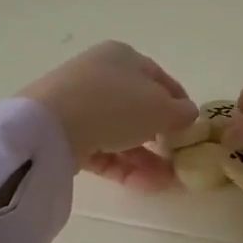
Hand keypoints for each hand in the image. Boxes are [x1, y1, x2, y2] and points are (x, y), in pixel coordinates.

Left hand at [21, 42, 197, 189]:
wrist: (50, 126)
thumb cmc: (115, 104)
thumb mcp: (161, 108)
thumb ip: (181, 113)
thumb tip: (188, 114)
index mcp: (123, 57)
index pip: (159, 78)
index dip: (179, 102)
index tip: (192, 126)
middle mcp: (99, 75)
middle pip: (138, 107)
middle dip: (161, 135)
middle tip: (177, 157)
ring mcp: (78, 105)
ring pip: (120, 132)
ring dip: (146, 157)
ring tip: (167, 181)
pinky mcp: (64, 134)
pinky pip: (101, 150)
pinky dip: (124, 166)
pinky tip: (146, 184)